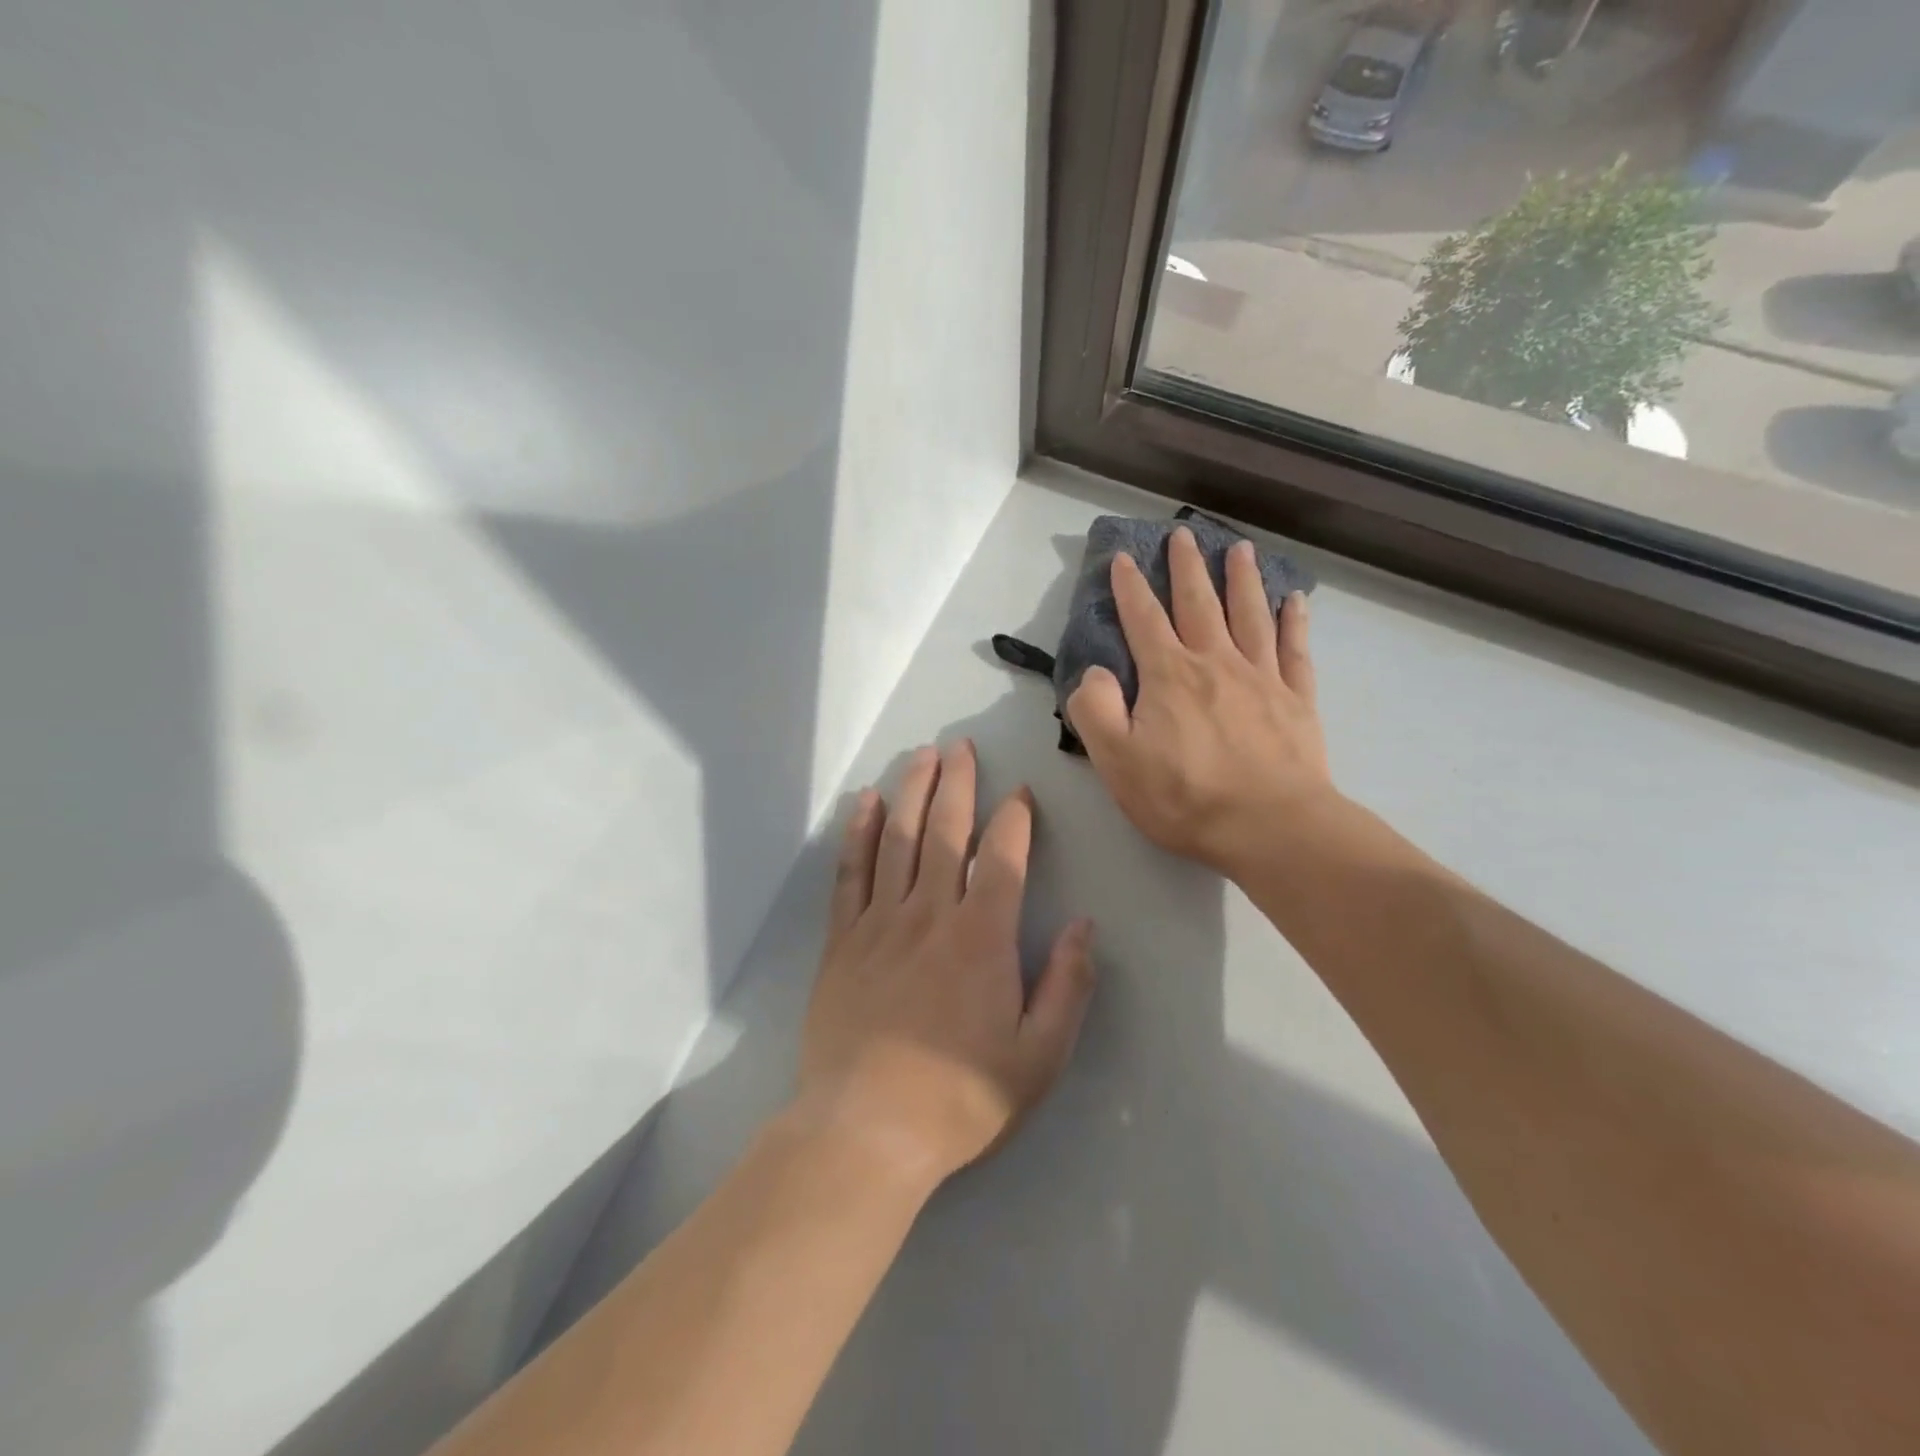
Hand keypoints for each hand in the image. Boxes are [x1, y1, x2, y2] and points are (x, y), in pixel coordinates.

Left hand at [793, 741, 1095, 1189]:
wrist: (867, 1129)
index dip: (1015, 820)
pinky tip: (868, 804)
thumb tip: (1086, 925)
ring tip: (922, 756)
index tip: (1021, 792)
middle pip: (947, 832)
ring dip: (913, 792)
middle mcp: (931, 914)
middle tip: (962, 747)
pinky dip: (860, 834)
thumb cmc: (961, 1096)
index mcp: (983, 937)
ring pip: (900, 840)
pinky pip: (851, 873)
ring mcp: (881, 922)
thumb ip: (1067, 986)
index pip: (1004, 859)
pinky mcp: (842, 940)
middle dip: (958, 784)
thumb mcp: (1039, 1055)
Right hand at [1066, 527, 1330, 875]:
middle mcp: (1215, 663)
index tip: (1123, 558)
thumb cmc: (1184, 797)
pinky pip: (1295, 650)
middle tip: (1184, 534)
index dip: (1130, 587)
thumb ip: (1094, 709)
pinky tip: (1295, 601)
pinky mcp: (1297, 700)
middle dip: (1188, 567)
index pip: (1144, 619)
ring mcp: (1262, 678)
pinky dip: (1295, 622)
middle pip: (1199, 603)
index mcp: (1169, 675)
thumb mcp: (1116, 760)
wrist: (1270, 827)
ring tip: (1240, 549)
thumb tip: (1094, 672)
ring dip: (1243, 579)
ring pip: (1250, 615)